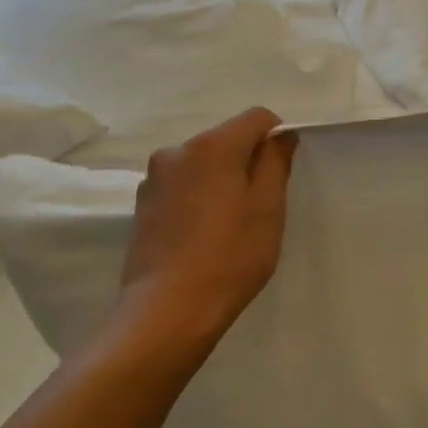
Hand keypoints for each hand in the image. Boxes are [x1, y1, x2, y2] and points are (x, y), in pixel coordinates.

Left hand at [112, 108, 296, 371]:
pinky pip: (183, 185)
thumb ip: (275, 163)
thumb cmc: (231, 257)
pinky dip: (200, 197)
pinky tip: (204, 234)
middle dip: (248, 161)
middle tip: (261, 206)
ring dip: (222, 180)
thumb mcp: (268, 209)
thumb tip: (281, 135)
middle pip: (227, 139)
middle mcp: (176, 151)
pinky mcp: (143, 204)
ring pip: (203, 164)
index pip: (257, 117)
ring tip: (230, 224)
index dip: (277, 137)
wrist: (168, 309)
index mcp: (212, 146)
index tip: (283, 173)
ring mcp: (154, 178)